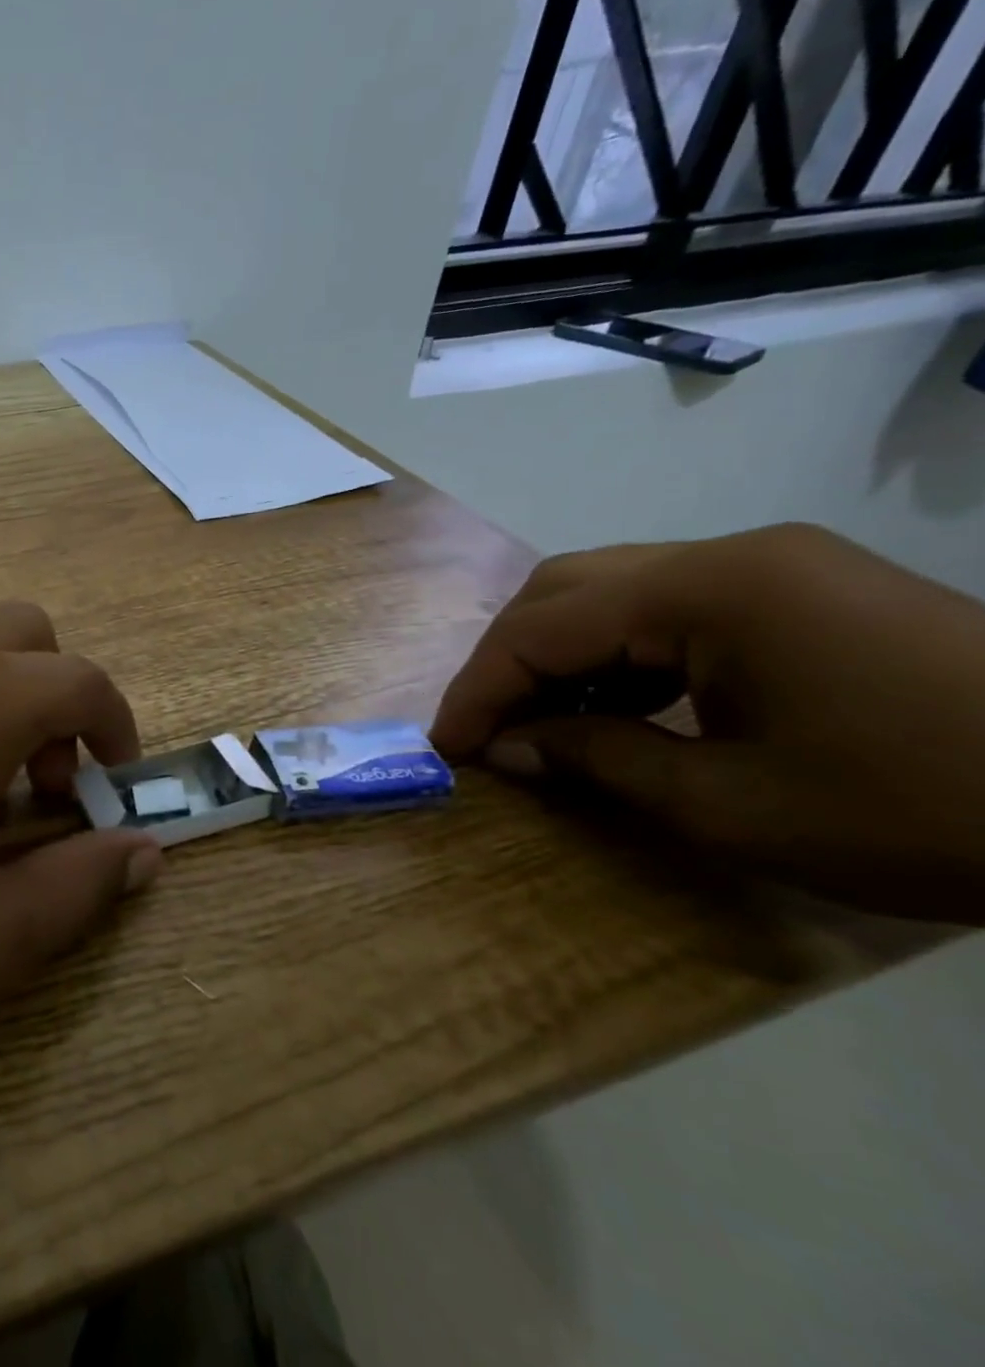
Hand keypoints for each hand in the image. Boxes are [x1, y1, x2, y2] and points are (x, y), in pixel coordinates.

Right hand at [431, 523, 984, 920]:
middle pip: (565, 588)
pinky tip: (616, 705)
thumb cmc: (921, 811)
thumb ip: (596, 759)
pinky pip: (669, 606)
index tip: (446, 747)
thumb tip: (508, 747)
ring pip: (611, 590)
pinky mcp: (801, 589)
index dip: (479, 689)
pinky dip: (618, 653)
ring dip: (557, 653)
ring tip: (538, 720)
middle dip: (507, 659)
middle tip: (484, 727)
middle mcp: (730, 554)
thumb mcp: (729, 803)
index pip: (543, 627)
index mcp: (711, 590)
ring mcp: (772, 565)